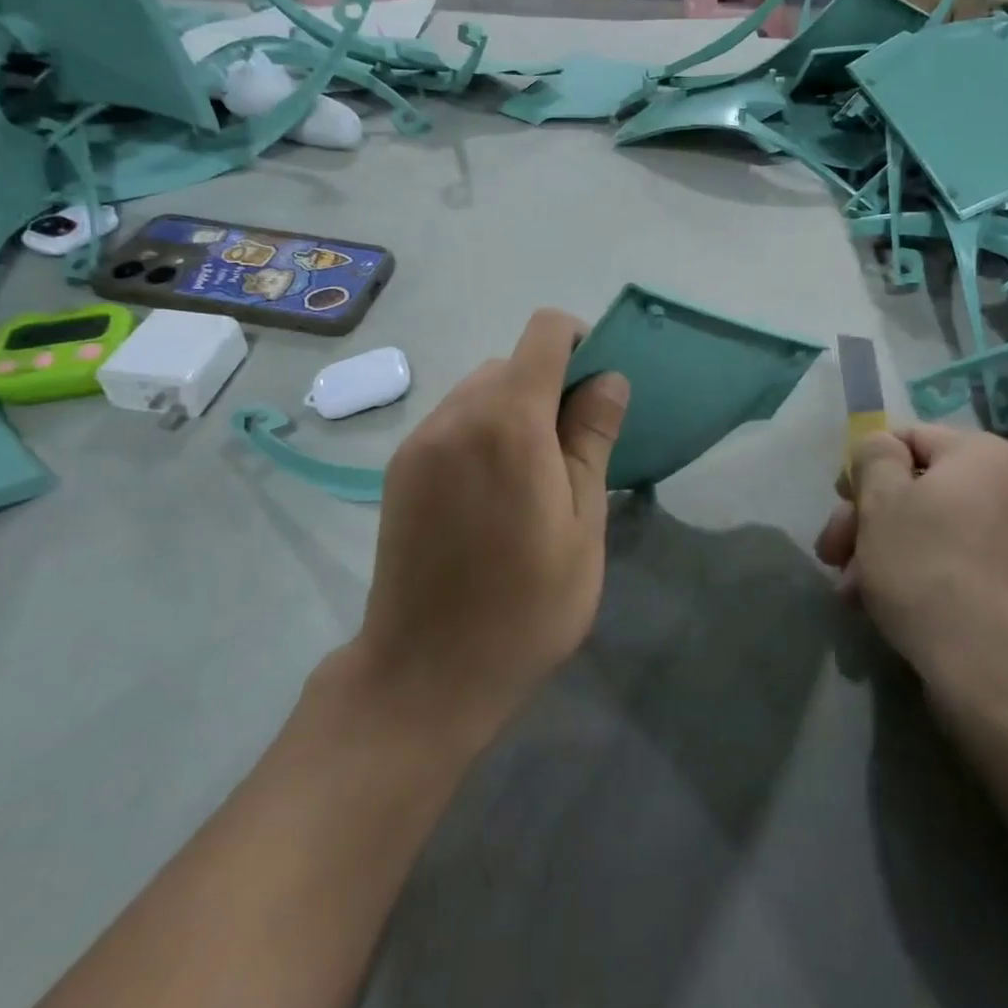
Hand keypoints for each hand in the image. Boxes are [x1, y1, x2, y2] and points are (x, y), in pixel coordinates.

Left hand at [353, 310, 628, 742]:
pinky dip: (480, 434)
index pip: (545, 333)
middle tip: (569, 454)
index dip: (579, 343)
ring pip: (479, 392)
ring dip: (513, 411)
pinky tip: (488, 497)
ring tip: (528, 481)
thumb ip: (592, 439)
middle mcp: (456, 415)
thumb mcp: (582, 524)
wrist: (426, 674)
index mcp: (509, 421)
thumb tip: (608, 378)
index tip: (596, 392)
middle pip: (511, 363)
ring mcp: (420, 441)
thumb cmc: (527, 605)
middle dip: (549, 387)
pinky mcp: (399, 468)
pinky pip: (451, 423)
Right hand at [815, 426, 1007, 745]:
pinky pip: (960, 560)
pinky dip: (921, 573)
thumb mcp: (881, 502)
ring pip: (934, 528)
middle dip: (867, 520)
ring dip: (883, 551)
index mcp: (984, 454)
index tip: (838, 505)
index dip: (862, 468)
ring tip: (850, 592)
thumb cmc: (928, 573)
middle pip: (918, 487)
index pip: (906, 437)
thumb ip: (873, 456)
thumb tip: (881, 447)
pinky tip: (886, 606)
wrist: (999, 680)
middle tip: (831, 555)